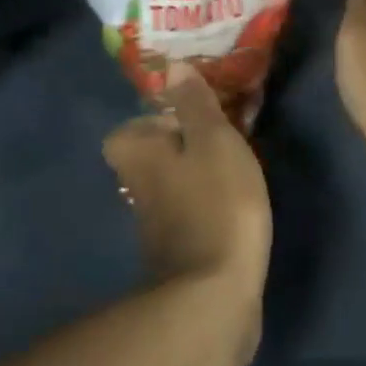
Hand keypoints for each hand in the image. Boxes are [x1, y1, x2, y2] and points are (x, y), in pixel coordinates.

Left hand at [104, 79, 271, 354]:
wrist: (215, 298)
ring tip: (236, 162)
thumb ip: (194, 102)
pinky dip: (207, 203)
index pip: (129, 128)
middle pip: (152, 155)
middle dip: (182, 143)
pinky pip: (190, 210)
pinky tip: (236, 202)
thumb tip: (172, 67)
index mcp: (137, 153)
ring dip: (197, 172)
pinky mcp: (180, 252)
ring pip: (172, 182)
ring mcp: (156, 224)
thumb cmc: (214, 202)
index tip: (192, 113)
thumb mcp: (213, 138)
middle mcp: (137, 188)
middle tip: (222, 133)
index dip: (157, 119)